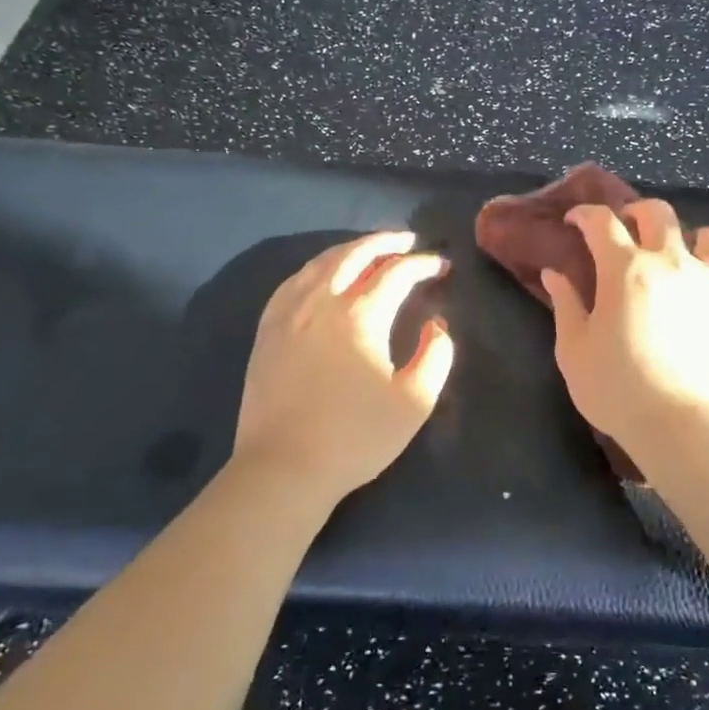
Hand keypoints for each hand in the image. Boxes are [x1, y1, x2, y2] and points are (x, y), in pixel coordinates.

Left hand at [231, 231, 454, 503]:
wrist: (284, 467)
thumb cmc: (356, 437)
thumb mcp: (415, 401)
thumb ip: (436, 355)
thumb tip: (436, 325)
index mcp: (360, 315)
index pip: (396, 273)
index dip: (423, 265)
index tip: (441, 266)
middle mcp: (321, 301)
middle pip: (354, 254)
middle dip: (385, 242)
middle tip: (408, 241)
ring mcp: (288, 313)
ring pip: (320, 263)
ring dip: (350, 249)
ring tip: (370, 250)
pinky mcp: (267, 331)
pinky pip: (293, 282)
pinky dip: (316, 268)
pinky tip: (322, 275)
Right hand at [542, 200, 708, 453]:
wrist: (680, 423)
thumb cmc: (616, 388)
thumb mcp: (574, 349)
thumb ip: (565, 304)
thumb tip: (554, 273)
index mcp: (626, 269)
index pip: (602, 223)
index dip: (585, 215)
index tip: (575, 221)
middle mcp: (674, 262)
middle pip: (660, 214)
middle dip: (640, 212)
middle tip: (630, 228)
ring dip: (700, 242)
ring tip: (690, 258)